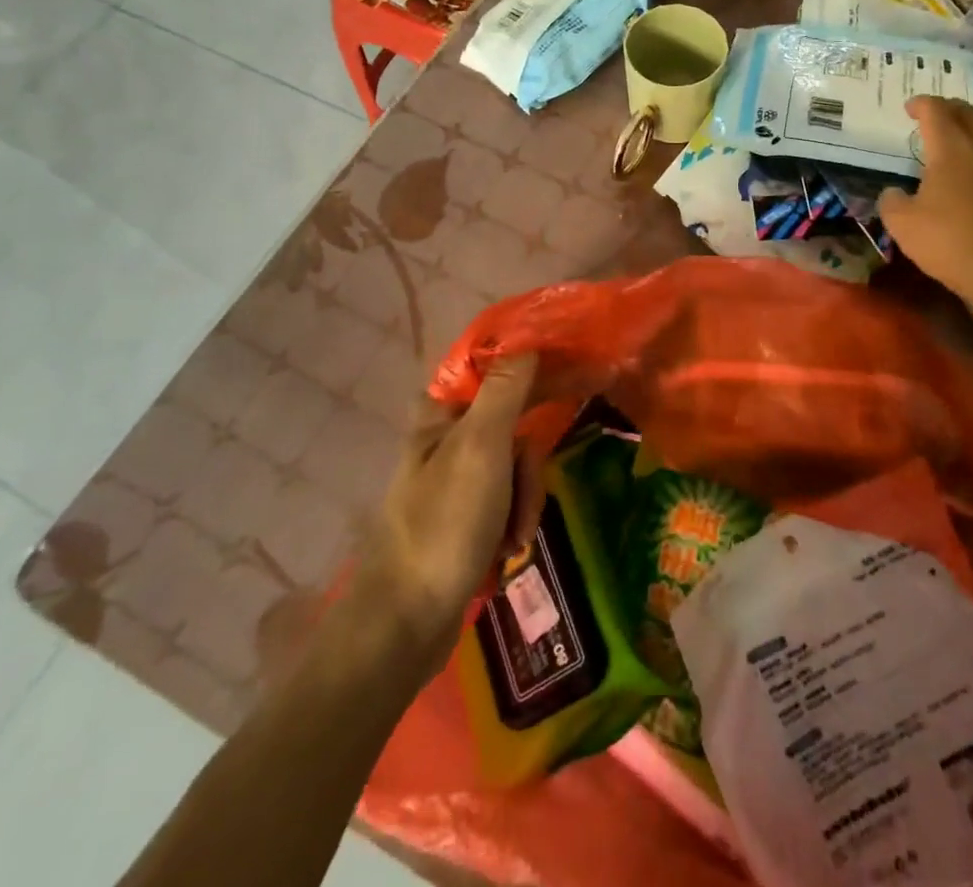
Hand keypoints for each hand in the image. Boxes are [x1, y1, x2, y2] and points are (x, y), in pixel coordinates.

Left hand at [355, 354, 544, 663]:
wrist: (404, 626)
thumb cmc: (443, 524)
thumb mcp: (480, 448)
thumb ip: (505, 392)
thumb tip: (527, 345)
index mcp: (441, 417)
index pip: (495, 374)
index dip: (532, 376)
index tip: (568, 386)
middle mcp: (445, 443)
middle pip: (513, 429)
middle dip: (528, 471)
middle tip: (524, 503)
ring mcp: (454, 484)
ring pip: (514, 471)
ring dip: (524, 503)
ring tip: (513, 540)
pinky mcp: (462, 521)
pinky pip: (505, 505)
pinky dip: (512, 525)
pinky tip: (506, 552)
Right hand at [880, 96, 972, 313]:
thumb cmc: (952, 242)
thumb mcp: (903, 226)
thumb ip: (892, 202)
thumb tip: (894, 193)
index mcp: (951, 149)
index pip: (935, 111)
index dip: (921, 104)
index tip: (910, 107)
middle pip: (969, 114)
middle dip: (950, 109)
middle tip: (937, 116)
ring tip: (969, 144)